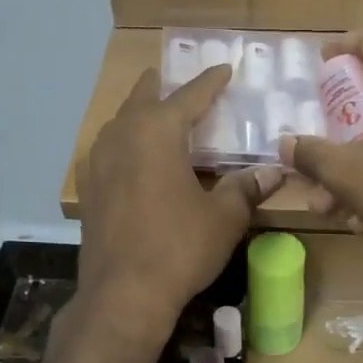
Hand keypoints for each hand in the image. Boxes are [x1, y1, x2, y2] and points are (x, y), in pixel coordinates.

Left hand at [77, 64, 283, 344]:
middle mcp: (122, 136)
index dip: (210, 82)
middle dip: (161, 87)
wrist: (124, 294)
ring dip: (139, 114)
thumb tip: (273, 172)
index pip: (189, 96)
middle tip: (176, 80)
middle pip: (143, 99)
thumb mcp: (223, 218)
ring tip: (154, 115)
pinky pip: (108, 152)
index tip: (224, 68)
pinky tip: (131, 158)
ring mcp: (98, 163)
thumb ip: (246, 188)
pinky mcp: (89, 190)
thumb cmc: (179, 247)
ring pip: (120, 124)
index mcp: (157, 131)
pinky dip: (124, 144)